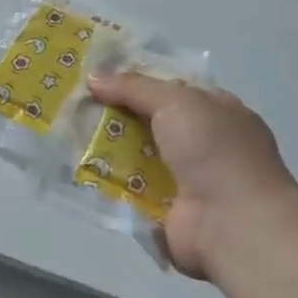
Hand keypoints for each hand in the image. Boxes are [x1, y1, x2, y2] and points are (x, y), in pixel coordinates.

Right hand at [87, 71, 296, 282]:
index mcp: (215, 111)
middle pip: (147, 120)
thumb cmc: (214, 151)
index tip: (95, 74)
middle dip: (113, 111)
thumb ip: (134, 87)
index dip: (134, 79)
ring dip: (105, 146)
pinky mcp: (164, 210)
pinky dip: (106, 180)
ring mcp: (184, 179)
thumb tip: (93, 77)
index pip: (168, 87)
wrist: (233, 224)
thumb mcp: (176, 101)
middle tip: (72, 101)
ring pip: (134, 154)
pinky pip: (129, 188)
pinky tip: (75, 167)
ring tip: (65, 131)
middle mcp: (201, 143)